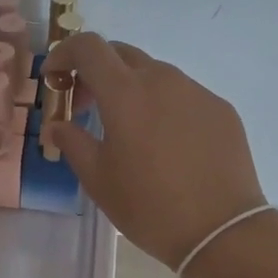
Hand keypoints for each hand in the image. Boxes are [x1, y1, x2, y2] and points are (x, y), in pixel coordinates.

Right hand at [42, 33, 266, 269]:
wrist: (221, 230)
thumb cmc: (149, 206)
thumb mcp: (98, 179)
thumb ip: (72, 142)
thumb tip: (57, 125)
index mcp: (125, 93)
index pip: (88, 47)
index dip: (65, 53)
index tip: (55, 78)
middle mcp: (162, 79)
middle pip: (121, 54)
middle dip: (96, 72)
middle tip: (86, 107)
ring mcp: (196, 91)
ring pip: (154, 74)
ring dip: (131, 89)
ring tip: (128, 129)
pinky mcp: (220, 109)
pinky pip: (183, 94)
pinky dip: (163, 106)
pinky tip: (166, 144)